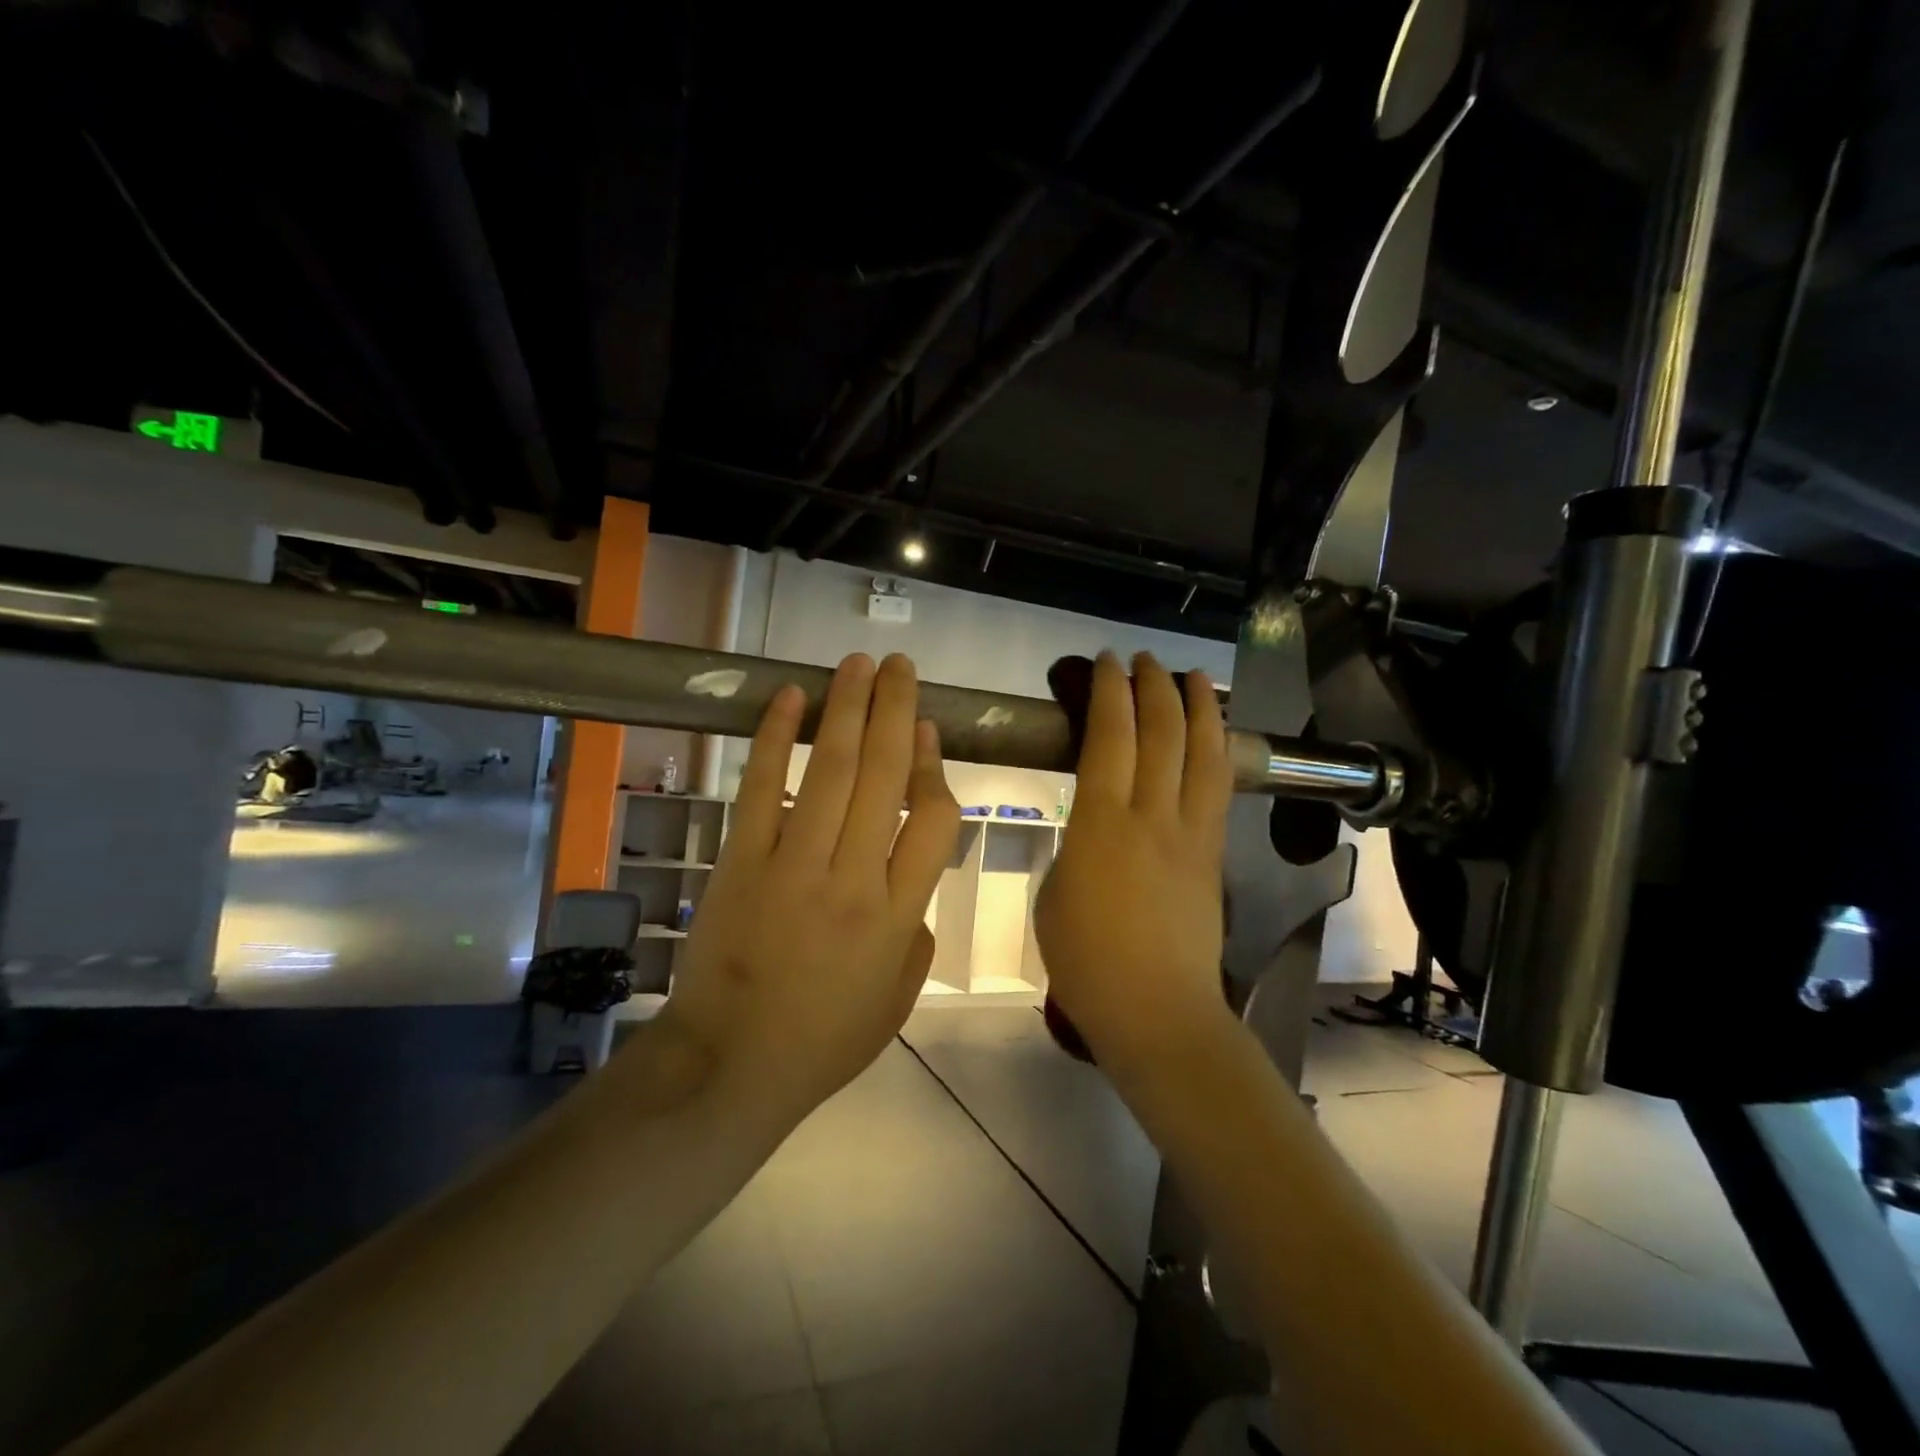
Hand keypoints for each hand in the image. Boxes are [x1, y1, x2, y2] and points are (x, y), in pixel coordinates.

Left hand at [660, 653, 959, 1119]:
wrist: (730, 1066)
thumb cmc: (823, 1040)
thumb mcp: (898, 999)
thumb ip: (917, 932)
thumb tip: (913, 874)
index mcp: (896, 915)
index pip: (932, 819)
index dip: (934, 767)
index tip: (930, 732)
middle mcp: (852, 878)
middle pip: (884, 777)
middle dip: (897, 712)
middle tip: (902, 667)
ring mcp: (793, 865)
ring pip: (830, 771)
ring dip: (848, 709)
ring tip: (859, 665)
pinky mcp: (740, 861)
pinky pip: (762, 788)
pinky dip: (776, 739)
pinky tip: (789, 698)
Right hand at [1034, 651, 1236, 1074]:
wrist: (1157, 1011)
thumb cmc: (1087, 960)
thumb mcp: (1054, 894)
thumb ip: (1075, 847)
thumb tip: (1093, 827)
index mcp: (1100, 825)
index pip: (1109, 738)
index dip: (1108, 693)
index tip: (1104, 663)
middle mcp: (1151, 816)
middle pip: (1160, 733)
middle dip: (1151, 686)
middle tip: (1141, 659)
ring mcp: (1190, 834)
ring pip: (1200, 753)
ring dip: (1196, 706)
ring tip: (1191, 675)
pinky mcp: (1213, 855)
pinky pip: (1219, 788)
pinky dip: (1218, 749)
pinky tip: (1215, 733)